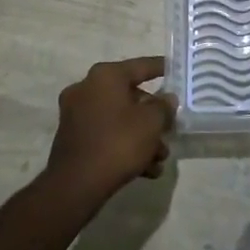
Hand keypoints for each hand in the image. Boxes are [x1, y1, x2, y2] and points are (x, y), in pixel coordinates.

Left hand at [43, 57, 174, 202]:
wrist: (76, 184)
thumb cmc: (118, 143)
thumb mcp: (152, 122)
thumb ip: (163, 106)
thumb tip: (166, 99)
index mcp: (105, 76)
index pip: (141, 66)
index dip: (162, 68)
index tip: (177, 70)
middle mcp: (87, 88)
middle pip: (130, 95)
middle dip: (153, 116)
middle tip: (170, 129)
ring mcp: (76, 113)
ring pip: (119, 118)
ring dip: (142, 136)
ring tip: (160, 158)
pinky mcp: (73, 137)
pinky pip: (106, 134)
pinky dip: (125, 146)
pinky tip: (145, 169)